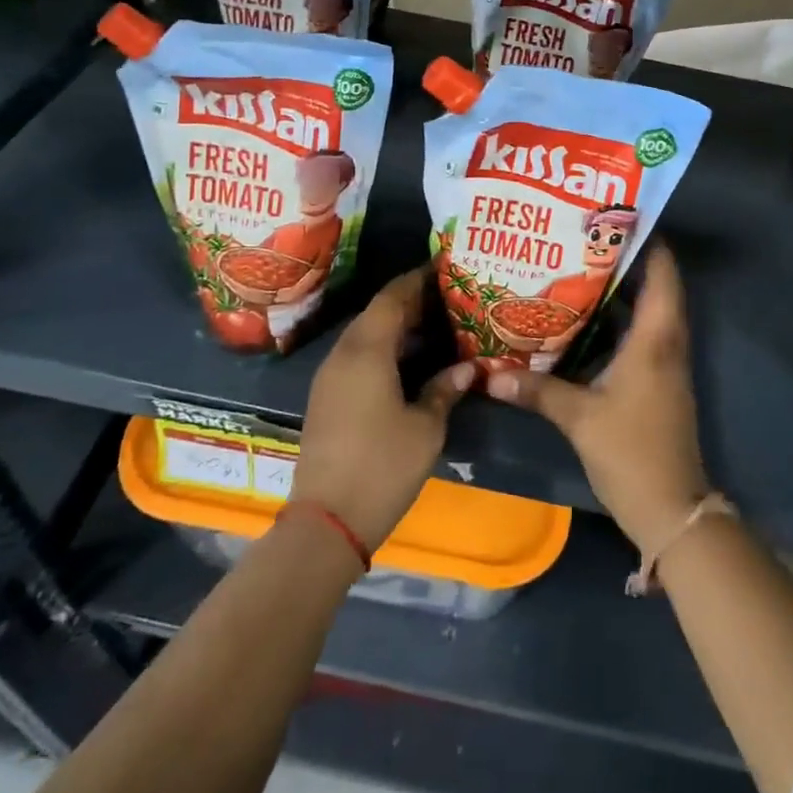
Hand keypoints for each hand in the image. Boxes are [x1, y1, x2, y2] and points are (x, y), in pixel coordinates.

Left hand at [293, 270, 474, 550]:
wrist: (325, 523)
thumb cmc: (382, 467)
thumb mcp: (425, 428)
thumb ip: (444, 389)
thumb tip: (466, 367)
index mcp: (367, 351)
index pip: (393, 297)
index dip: (418, 279)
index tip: (445, 269)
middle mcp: (343, 354)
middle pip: (377, 311)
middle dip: (410, 300)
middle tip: (448, 298)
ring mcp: (329, 376)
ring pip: (365, 333)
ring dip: (395, 324)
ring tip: (434, 324)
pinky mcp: (325, 397)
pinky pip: (356, 355)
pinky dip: (382, 346)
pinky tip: (408, 360)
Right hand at [486, 246, 709, 552]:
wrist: (671, 509)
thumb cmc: (631, 452)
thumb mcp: (579, 418)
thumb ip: (536, 390)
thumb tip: (489, 374)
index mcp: (656, 337)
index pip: (662, 272)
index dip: (646, 240)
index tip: (613, 216)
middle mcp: (667, 341)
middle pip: (655, 284)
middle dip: (624, 259)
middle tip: (581, 238)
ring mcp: (666, 362)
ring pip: (649, 310)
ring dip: (621, 289)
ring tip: (577, 267)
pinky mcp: (658, 380)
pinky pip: (643, 334)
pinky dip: (619, 319)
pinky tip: (584, 320)